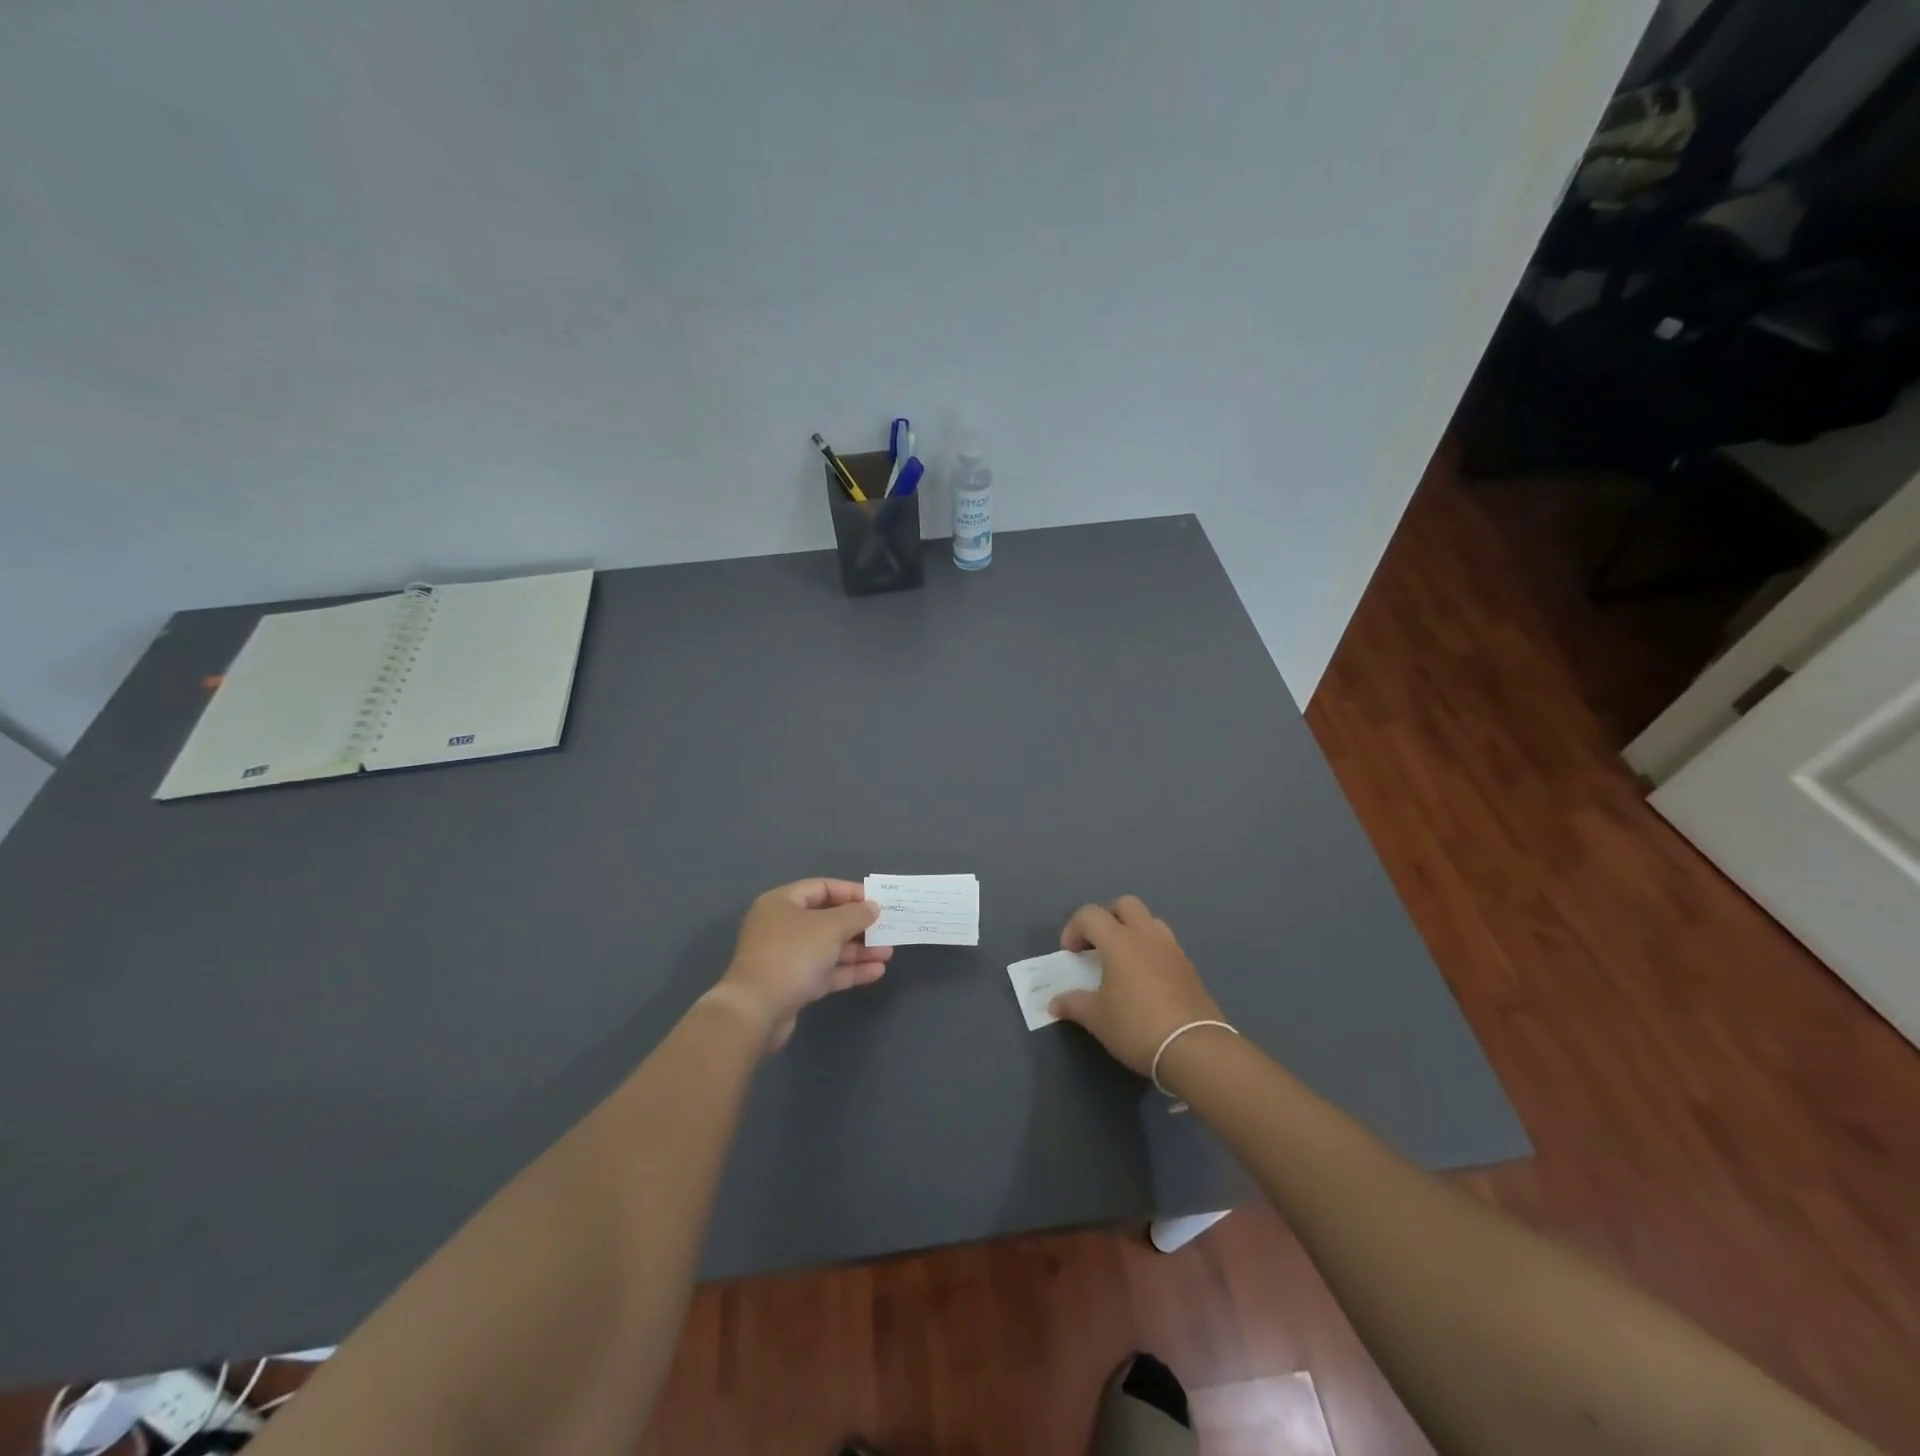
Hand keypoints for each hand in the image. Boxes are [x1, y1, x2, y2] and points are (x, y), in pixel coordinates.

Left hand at [717, 879, 891, 1049]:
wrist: (756, 1011)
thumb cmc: (792, 955)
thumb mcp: (829, 927)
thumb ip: (855, 914)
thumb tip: (872, 907)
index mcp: (782, 903)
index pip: (822, 888)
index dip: (851, 892)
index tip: (878, 901)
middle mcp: (782, 926)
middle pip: (827, 919)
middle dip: (859, 926)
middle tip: (887, 930)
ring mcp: (787, 957)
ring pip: (829, 948)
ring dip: (858, 950)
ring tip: (888, 953)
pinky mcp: (793, 985)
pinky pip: (826, 971)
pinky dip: (849, 970)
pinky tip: (877, 972)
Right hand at [1048, 896, 1221, 1075]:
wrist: (1194, 1049)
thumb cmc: (1136, 1027)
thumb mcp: (1097, 1019)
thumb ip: (1073, 1004)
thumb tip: (1054, 1003)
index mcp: (1119, 941)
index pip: (1090, 915)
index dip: (1073, 929)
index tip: (1070, 955)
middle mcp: (1146, 936)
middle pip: (1124, 905)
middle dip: (1106, 918)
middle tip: (1096, 946)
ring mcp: (1172, 949)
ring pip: (1149, 921)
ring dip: (1132, 932)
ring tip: (1123, 961)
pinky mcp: (1189, 967)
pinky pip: (1165, 945)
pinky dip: (1151, 952)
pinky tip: (1146, 981)